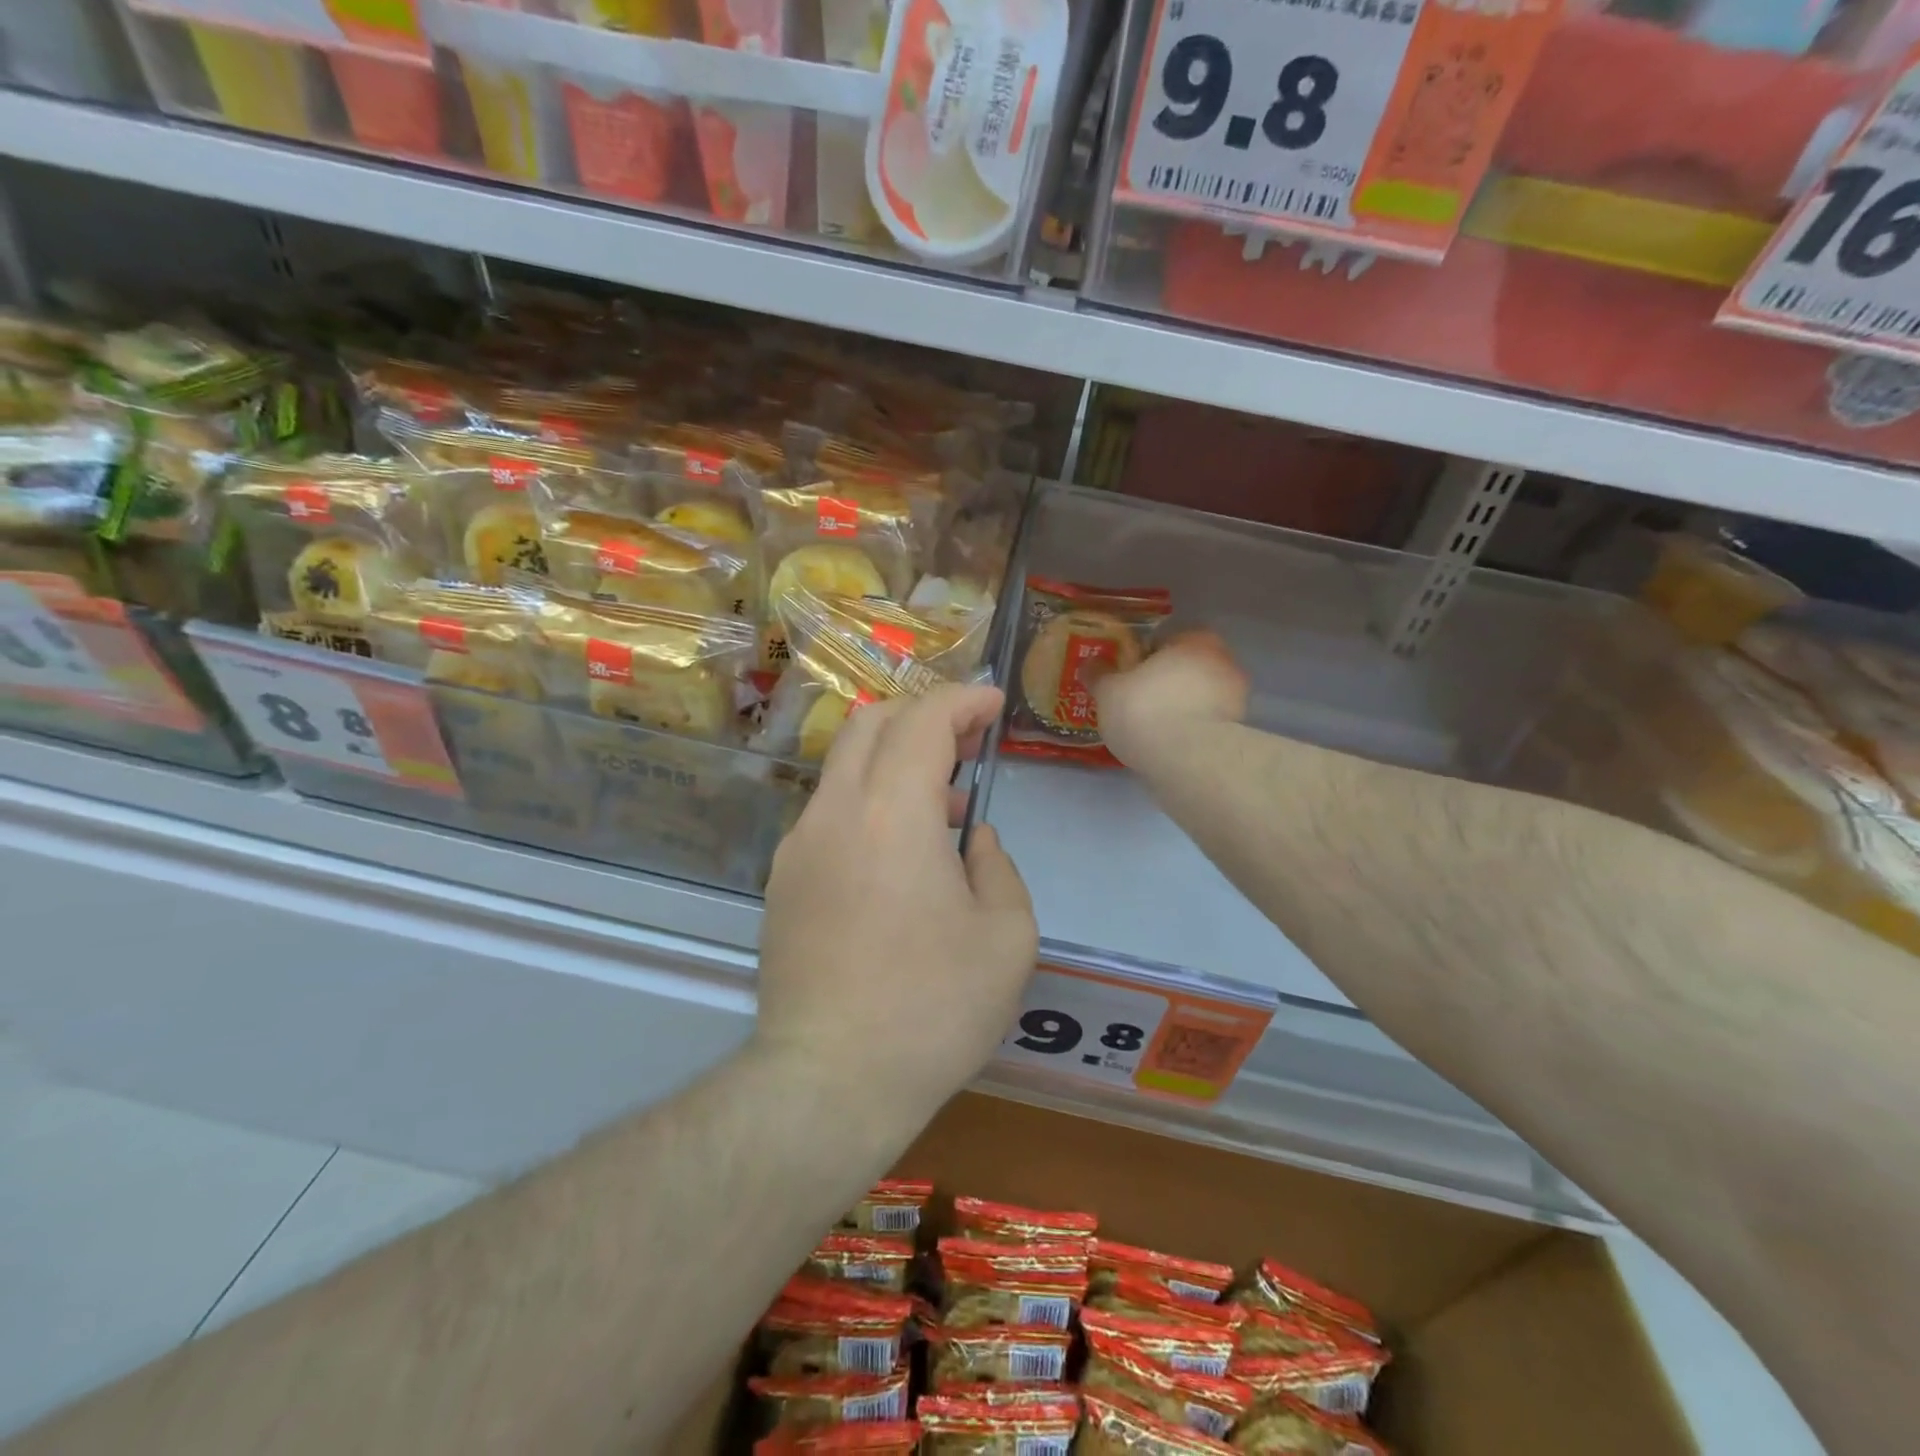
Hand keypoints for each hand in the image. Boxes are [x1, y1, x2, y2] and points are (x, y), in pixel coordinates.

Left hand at [755, 684, 1038, 1129]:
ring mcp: (799, 846)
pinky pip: (829, 812)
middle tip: (967, 742)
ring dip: (895, 762)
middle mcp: (836, 813)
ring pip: (844, 765)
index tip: (993, 706)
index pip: (923, 719)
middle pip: (871, 723)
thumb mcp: (1008, 936)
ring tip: (942, 809)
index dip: (962, 699)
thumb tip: (970, 838)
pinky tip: (898, 857)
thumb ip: (997, 865)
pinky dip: (869, 802)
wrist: (830, 1082)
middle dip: (923, 715)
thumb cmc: (933, 1009)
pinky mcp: (782, 880)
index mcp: (893, 814)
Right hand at [1093, 630, 1249, 767]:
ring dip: (1180, 705)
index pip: (1168, 639)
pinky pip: (1205, 723)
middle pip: (1187, 667)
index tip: (1128, 674)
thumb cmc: (1145, 710)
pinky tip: (1168, 744)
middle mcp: (1224, 662)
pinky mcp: (1237, 732)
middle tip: (1138, 699)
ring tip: (1152, 726)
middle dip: (1166, 680)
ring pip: (1199, 696)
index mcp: (1196, 640)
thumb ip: (1100, 674)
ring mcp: (1236, 698)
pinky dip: (1190, 729)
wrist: (1187, 760)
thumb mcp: (1108, 690)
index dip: (1145, 656)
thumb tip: (1090, 663)